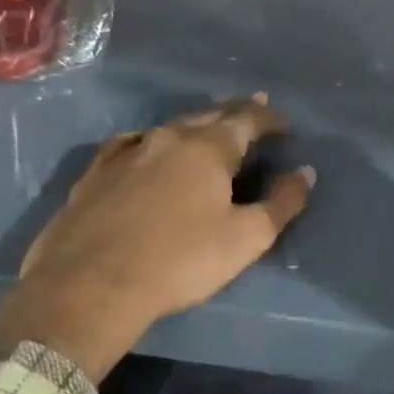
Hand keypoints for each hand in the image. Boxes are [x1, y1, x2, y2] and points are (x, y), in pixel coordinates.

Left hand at [0, 96, 314, 381]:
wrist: (88, 287)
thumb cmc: (179, 261)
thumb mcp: (246, 238)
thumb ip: (282, 202)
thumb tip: (305, 172)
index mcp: (209, 147)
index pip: (248, 119)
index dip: (270, 118)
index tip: (286, 124)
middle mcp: (169, 137)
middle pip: (210, 114)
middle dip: (236, 111)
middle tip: (254, 105)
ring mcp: (128, 152)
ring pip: (171, 126)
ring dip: (196, 123)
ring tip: (207, 123)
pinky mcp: (95, 173)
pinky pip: (129, 143)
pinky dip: (149, 140)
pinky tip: (145, 145)